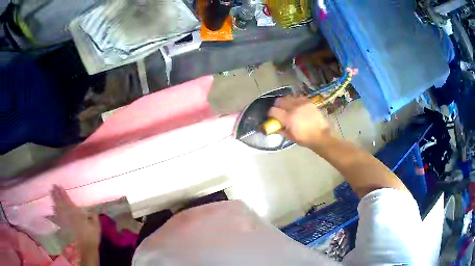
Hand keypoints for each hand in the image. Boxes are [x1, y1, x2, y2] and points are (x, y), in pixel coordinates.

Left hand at [51, 185, 100, 249]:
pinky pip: (57, 217)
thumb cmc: (92, 236)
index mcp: (76, 213)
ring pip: (58, 208)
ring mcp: (65, 221)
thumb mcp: (96, 225)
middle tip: (53, 186)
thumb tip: (94, 206)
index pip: (67, 201)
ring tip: (51, 193)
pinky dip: (54, 212)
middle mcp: (69, 215)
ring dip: (54, 200)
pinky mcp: (64, 227)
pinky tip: (52, 208)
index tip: (59, 186)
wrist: (87, 248)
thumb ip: (94, 215)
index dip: (63, 193)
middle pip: (61, 203)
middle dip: (56, 194)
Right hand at [268, 95, 330, 148]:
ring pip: (289, 97)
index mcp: (288, 118)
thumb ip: (282, 130)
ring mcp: (302, 104)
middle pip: (280, 101)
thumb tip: (276, 126)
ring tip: (288, 107)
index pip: (273, 111)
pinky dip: (295, 100)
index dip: (270, 113)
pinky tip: (297, 105)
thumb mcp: (291, 137)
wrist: (321, 135)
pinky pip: (298, 97)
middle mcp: (294, 108)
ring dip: (286, 102)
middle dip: (277, 105)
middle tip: (279, 110)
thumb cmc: (305, 139)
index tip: (271, 116)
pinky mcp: (308, 102)